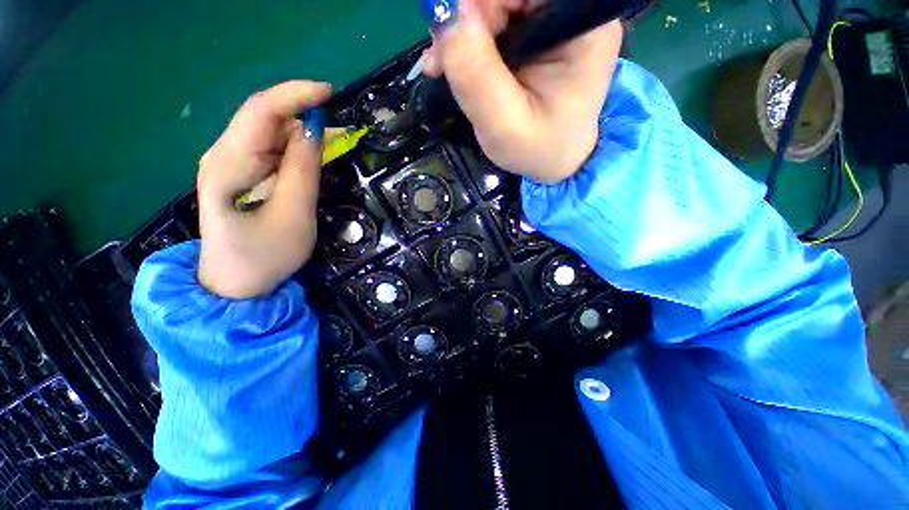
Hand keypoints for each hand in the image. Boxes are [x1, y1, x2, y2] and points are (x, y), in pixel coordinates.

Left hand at [196, 81, 331, 298]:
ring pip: (270, 133)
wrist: (236, 284)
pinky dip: (297, 147)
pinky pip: (272, 150)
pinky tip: (316, 154)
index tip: (330, 94)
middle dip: (303, 114)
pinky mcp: (243, 174)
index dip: (295, 95)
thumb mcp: (293, 215)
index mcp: (228, 164)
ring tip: (337, 141)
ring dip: (303, 132)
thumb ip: (303, 172)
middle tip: (342, 127)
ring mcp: (231, 164)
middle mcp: (224, 155)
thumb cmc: (265, 256)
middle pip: (264, 118)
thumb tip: (314, 132)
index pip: (260, 112)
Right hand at [422, 0, 622, 183]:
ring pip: (498, 1)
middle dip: (468, 19)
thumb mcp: (504, 125)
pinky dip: (470, 35)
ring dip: (463, 28)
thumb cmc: (537, 150)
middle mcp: (575, 9)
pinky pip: (498, 15)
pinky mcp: (541, 26)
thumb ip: (475, 73)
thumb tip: (442, 9)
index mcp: (582, 26)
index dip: (482, 5)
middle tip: (441, 62)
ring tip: (444, 68)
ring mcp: (558, 16)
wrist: (555, 160)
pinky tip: (457, 61)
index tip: (449, 37)